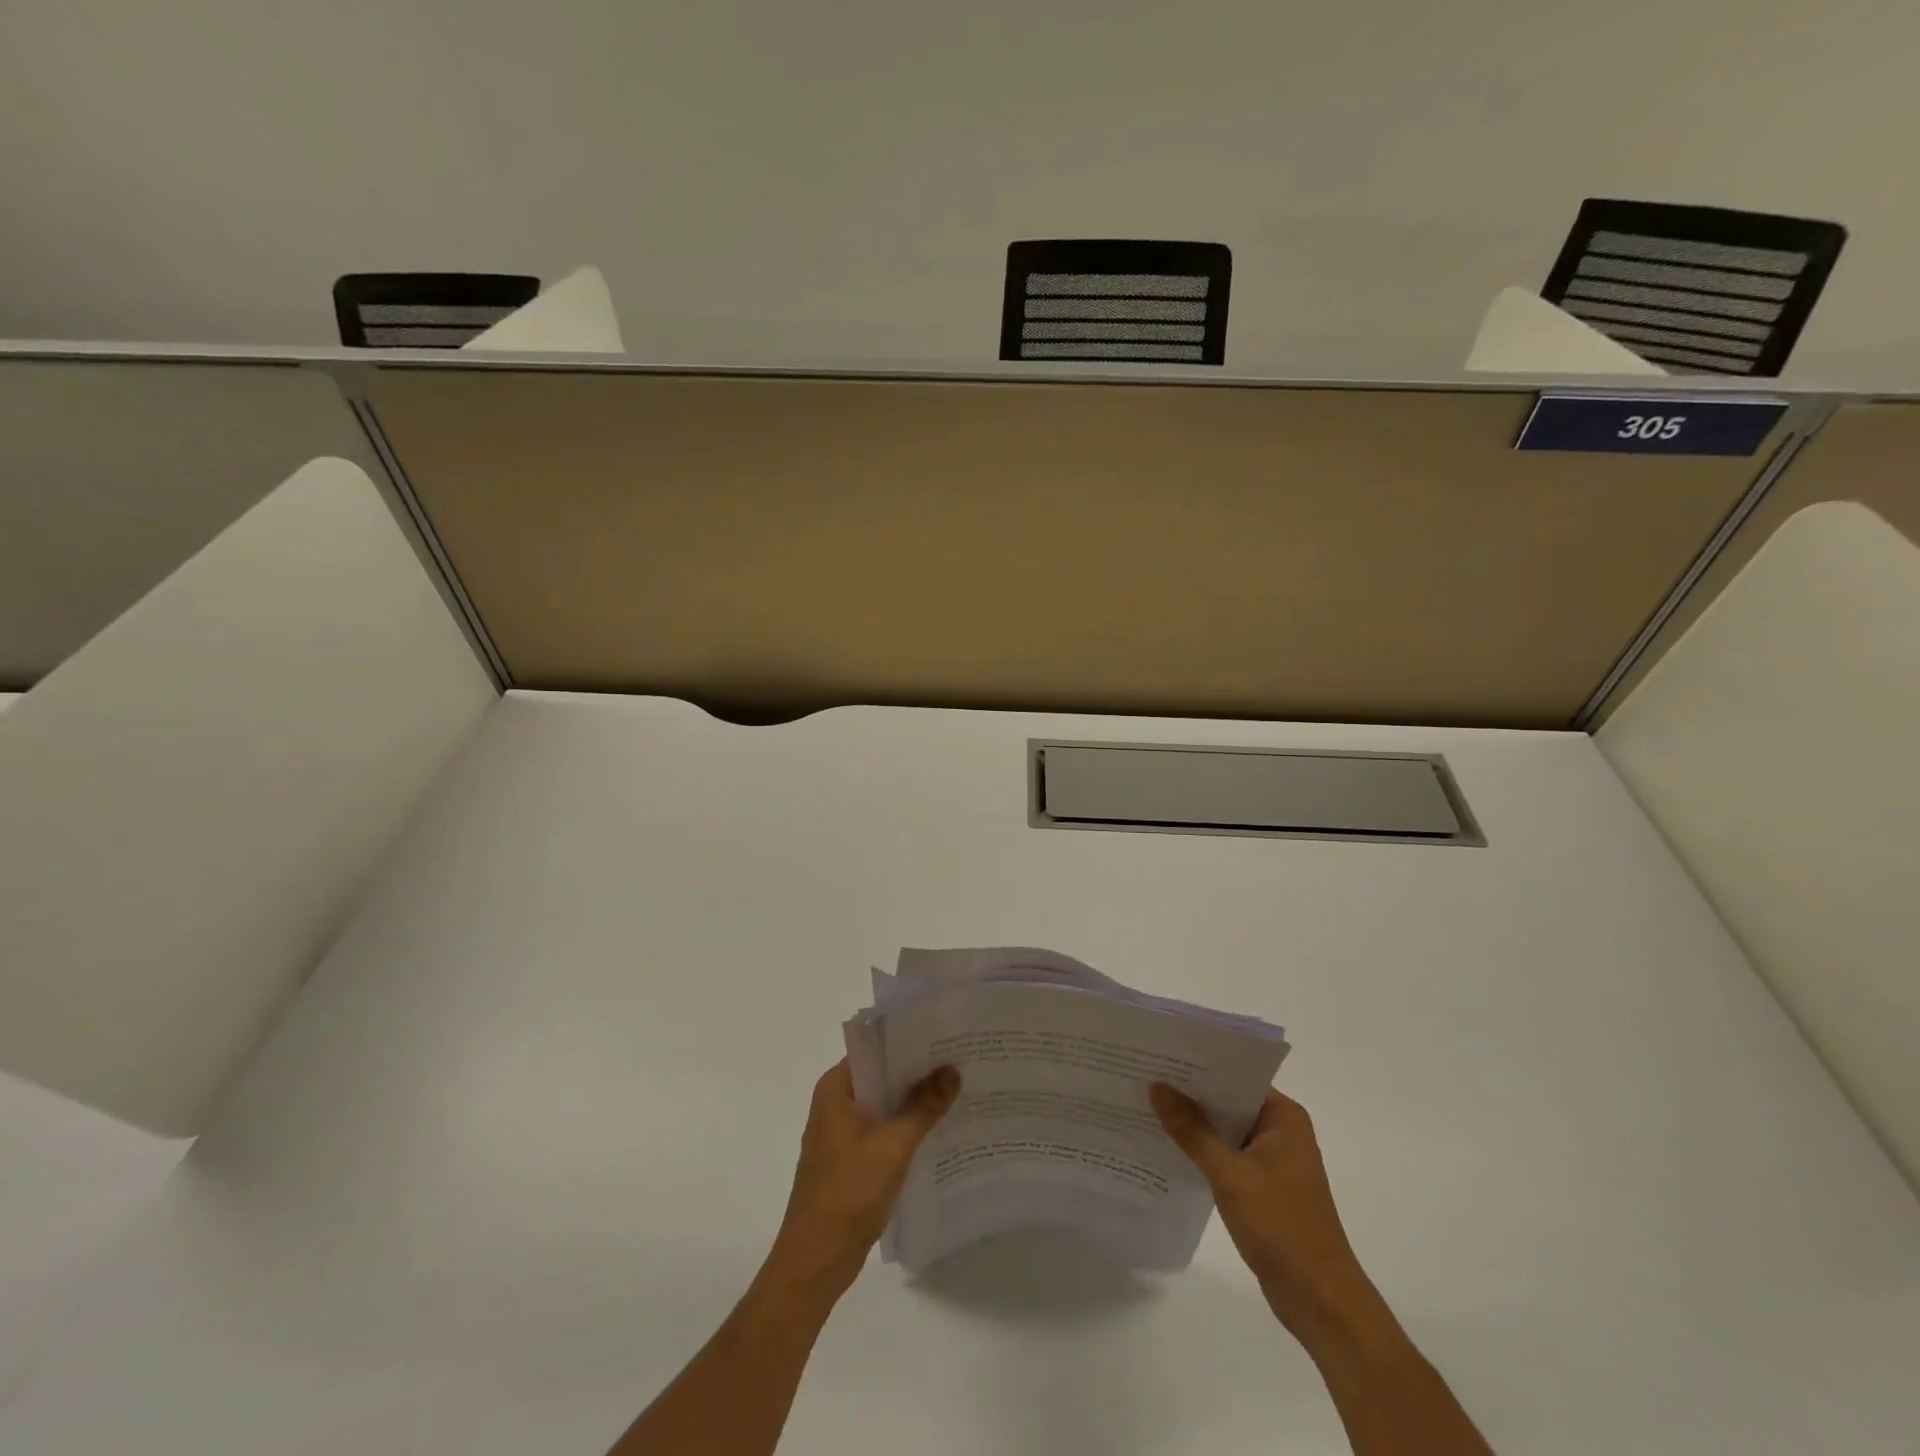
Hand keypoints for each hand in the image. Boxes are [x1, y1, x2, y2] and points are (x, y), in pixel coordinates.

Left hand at [769, 1059, 960, 1296]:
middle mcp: (835, 1102)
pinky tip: (937, 1129)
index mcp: (836, 1088)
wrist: (815, 1261)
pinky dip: (905, 1126)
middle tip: (959, 1060)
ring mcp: (840, 1132)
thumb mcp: (894, 1145)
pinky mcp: (849, 1158)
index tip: (944, 1036)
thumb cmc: (849, 1192)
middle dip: (917, 1072)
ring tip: (956, 1090)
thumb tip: (952, 1070)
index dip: (908, 1042)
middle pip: (881, 1076)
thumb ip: (924, 1106)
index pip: (875, 1049)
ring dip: (912, 1101)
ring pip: (883, 1104)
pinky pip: (881, 1129)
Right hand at [1150, 1084, 1372, 1333]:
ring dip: (1194, 1124)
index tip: (1159, 1056)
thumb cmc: (1281, 1227)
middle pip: (1228, 1101)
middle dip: (1190, 1094)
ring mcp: (1273, 1160)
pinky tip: (1168, 1147)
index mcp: (1283, 1117)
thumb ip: (1191, 1130)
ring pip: (1225, 1129)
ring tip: (1147, 1106)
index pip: (1235, 1076)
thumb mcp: (1229, 1174)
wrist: (1319, 1301)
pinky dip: (1203, 1151)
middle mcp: (1281, 1130)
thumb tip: (1157, 1087)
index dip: (1197, 1066)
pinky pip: (1227, 1155)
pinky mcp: (1264, 1186)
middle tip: (1144, 1077)